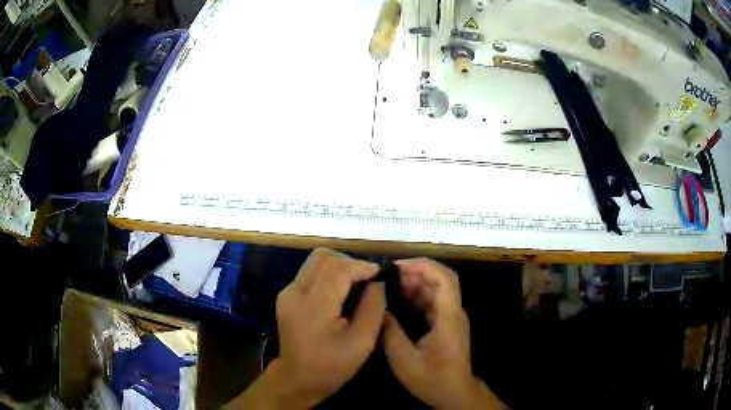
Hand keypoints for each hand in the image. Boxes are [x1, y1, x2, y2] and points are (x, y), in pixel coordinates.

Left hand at [273, 248, 385, 407]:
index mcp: (313, 306)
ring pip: (315, 260)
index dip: (362, 266)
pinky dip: (329, 272)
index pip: (338, 269)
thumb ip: (373, 308)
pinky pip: (310, 271)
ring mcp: (287, 292)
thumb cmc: (331, 366)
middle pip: (323, 257)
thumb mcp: (361, 343)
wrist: (297, 378)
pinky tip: (341, 290)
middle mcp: (295, 292)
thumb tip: (379, 282)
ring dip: (339, 265)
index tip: (381, 274)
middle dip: (350, 262)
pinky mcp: (287, 294)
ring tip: (356, 282)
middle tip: (368, 279)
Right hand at [383, 259, 500, 408]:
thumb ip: (391, 333)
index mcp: (449, 318)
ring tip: (389, 284)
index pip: (445, 280)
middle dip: (416, 271)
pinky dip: (416, 294)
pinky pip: (433, 300)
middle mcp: (454, 312)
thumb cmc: (432, 379)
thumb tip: (379, 308)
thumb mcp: (405, 361)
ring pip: (437, 288)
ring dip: (415, 282)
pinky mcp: (447, 322)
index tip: (397, 266)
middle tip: (388, 274)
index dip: (423, 267)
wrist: (454, 393)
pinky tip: (398, 299)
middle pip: (442, 279)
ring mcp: (452, 317)